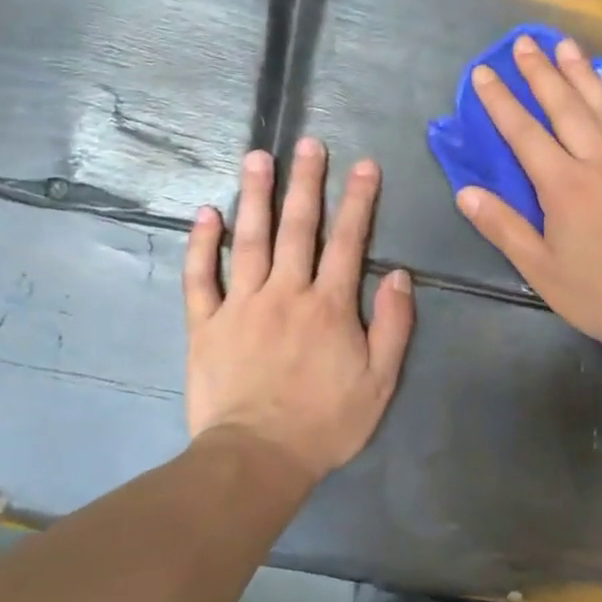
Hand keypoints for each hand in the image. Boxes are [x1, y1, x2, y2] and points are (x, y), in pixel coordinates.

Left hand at [183, 137, 414, 484]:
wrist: (258, 458)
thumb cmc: (326, 422)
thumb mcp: (380, 380)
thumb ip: (394, 325)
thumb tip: (400, 275)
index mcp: (330, 305)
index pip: (349, 241)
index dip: (359, 201)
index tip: (365, 166)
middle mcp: (286, 292)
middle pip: (297, 228)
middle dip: (306, 182)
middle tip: (308, 143)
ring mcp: (242, 305)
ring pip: (249, 239)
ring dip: (255, 195)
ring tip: (257, 157)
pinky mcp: (207, 324)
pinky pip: (201, 277)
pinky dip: (202, 244)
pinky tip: (206, 213)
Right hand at [455, 34, 601, 362]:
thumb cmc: (598, 294)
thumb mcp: (540, 269)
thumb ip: (503, 227)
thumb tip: (466, 192)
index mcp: (565, 186)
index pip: (524, 132)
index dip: (500, 101)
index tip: (484, 72)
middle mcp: (601, 161)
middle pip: (567, 106)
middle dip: (542, 72)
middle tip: (525, 42)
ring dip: (583, 73)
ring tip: (566, 45)